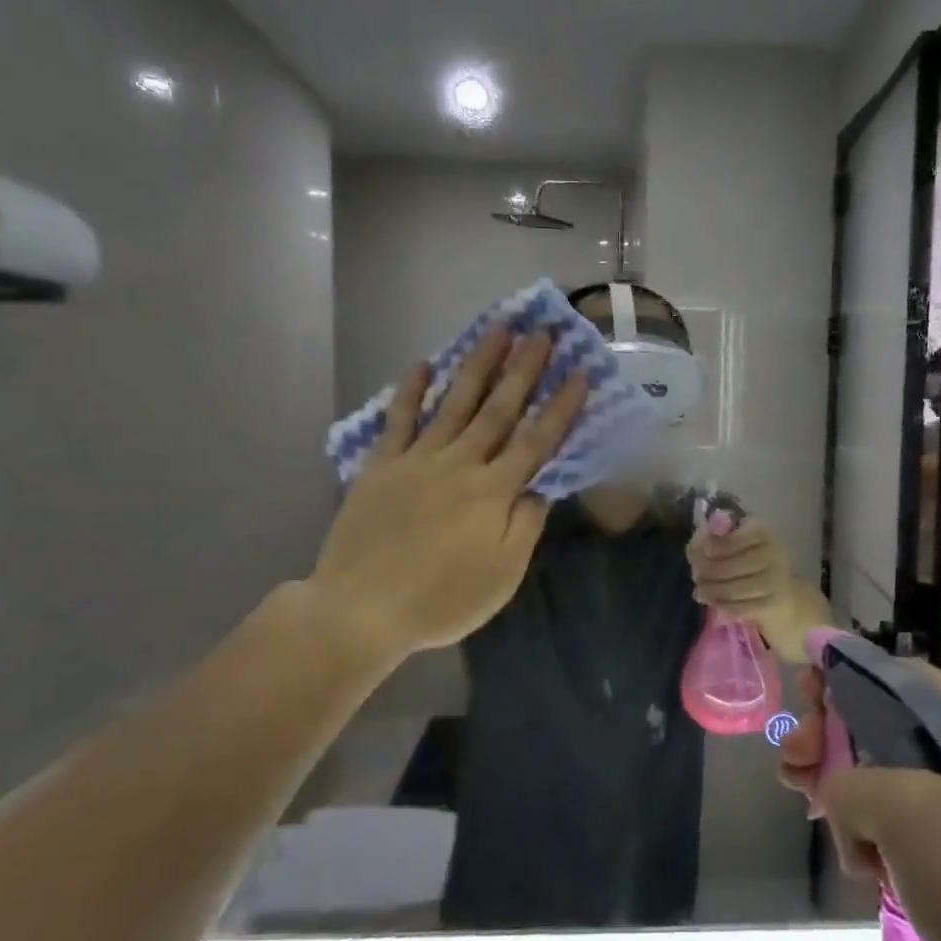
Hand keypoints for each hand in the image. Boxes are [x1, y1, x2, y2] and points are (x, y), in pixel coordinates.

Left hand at [301, 327, 586, 673]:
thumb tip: (539, 488)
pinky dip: (410, 391)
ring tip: (498, 329)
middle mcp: (460, 464)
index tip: (579, 373)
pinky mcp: (381, 465)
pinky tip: (424, 364)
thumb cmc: (440, 600)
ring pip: (454, 402)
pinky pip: (398, 419)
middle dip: (524, 369)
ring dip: (479, 364)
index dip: (560, 407)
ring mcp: (417, 459)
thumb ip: (525, 527)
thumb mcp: (501, 577)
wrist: (360, 610)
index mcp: (493, 492)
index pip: (536, 441)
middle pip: (498, 409)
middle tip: (543, 332)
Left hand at [686, 517, 822, 660]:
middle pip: (731, 564)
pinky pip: (742, 607)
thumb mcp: (740, 547)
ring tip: (700, 592)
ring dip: (712, 591)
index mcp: (764, 532)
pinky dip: (725, 608)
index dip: (715, 545)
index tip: (702, 551)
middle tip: (695, 577)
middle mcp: (774, 552)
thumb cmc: (756, 567)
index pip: (736, 537)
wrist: (791, 599)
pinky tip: (716, 608)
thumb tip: (697, 544)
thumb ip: (716, 541)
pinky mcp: (775, 603)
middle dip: (707, 572)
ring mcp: (777, 579)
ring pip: (734, 587)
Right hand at [776, 664, 940, 940]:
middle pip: (885, 721)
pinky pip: (912, 823)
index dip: (838, 675)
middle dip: (830, 738)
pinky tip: (864, 866)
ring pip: (892, 775)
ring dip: (846, 789)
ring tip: (814, 813)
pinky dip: (877, 834)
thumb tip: (836, 792)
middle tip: (791, 769)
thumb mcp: (906, 815)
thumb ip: (850, 782)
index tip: (801, 700)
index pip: (893, 673)